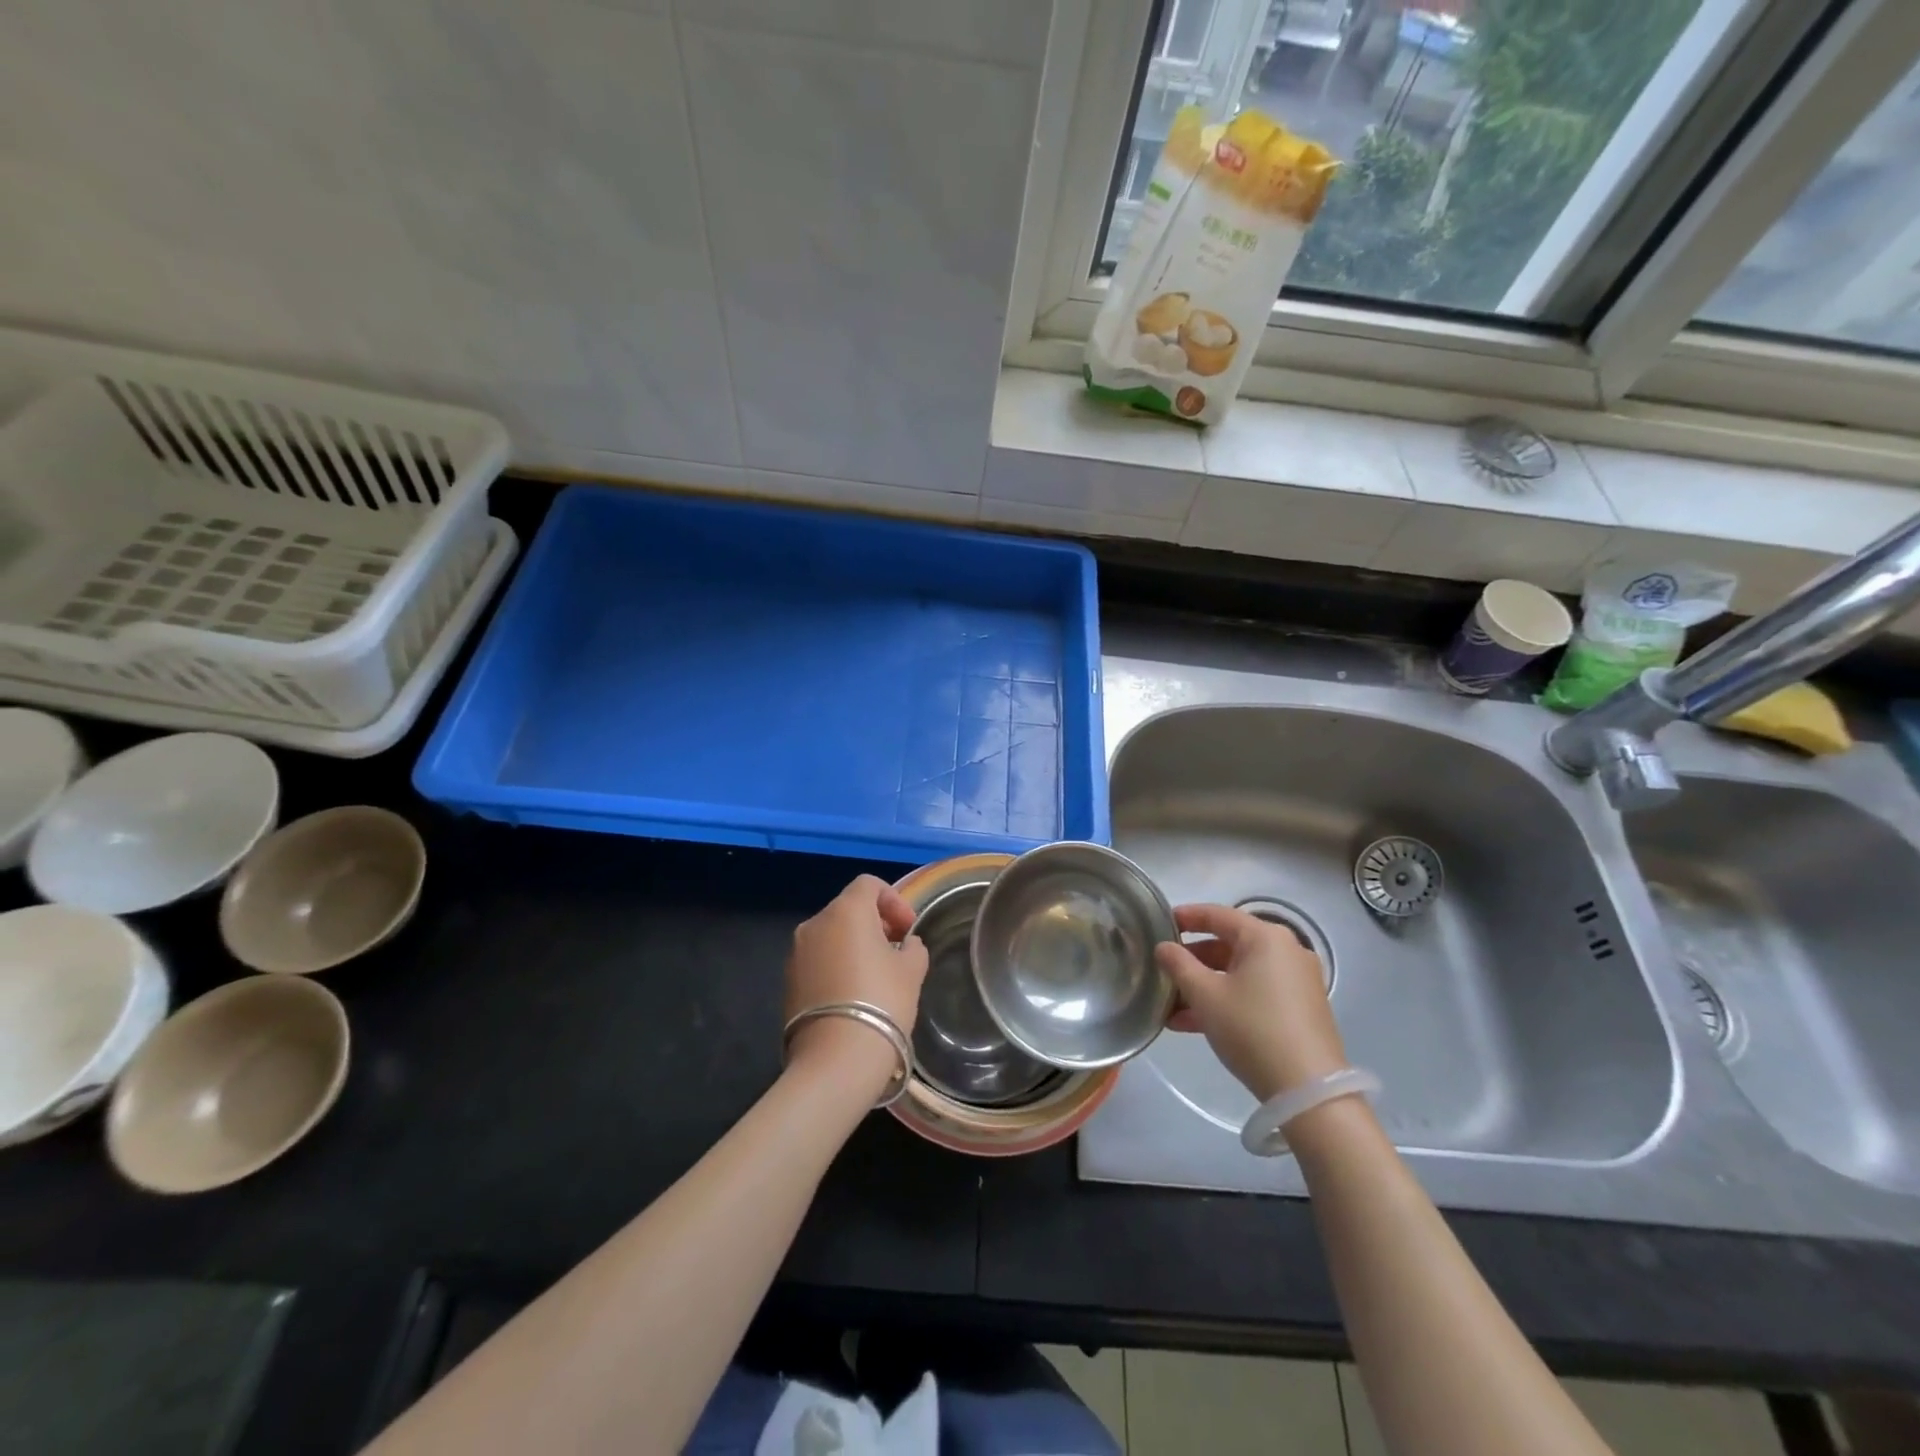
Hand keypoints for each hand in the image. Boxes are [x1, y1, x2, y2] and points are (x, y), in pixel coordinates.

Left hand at [785, 875, 929, 1095]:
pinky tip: (854, 994)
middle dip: (875, 923)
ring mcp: (796, 953)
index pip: (869, 884)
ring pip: (831, 935)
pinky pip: (818, 960)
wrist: (836, 1059)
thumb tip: (906, 945)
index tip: (908, 929)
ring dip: (854, 945)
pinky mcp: (788, 982)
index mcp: (846, 911)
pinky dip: (837, 965)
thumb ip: (912, 947)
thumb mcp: (912, 970)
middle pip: (848, 909)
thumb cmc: (882, 1002)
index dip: (893, 900)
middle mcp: (815, 924)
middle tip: (897, 950)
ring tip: (877, 975)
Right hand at [1155, 903, 1348, 1102]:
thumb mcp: (1206, 995)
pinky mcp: (1301, 1009)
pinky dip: (1227, 1000)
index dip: (1186, 917)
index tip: (1160, 923)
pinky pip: (1255, 992)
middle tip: (1164, 971)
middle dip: (1193, 961)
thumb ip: (1179, 965)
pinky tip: (1195, 1025)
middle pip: (1229, 945)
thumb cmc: (1252, 1029)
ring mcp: (1297, 981)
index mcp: (1265, 937)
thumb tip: (1163, 947)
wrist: (1309, 1091)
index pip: (1218, 915)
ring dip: (1205, 986)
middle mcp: (1286, 951)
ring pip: (1240, 973)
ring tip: (1171, 1008)